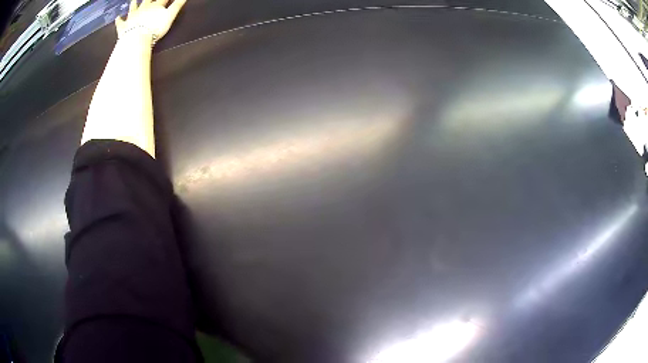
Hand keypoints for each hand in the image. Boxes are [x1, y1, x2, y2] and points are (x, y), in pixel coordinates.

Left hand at [116, 0, 186, 39]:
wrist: (137, 39)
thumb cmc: (155, 28)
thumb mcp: (170, 16)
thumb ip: (177, 5)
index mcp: (155, 6)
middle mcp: (143, 8)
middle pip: (146, 0)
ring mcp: (132, 17)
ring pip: (133, 8)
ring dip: (133, 4)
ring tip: (133, 0)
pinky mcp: (123, 27)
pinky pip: (120, 22)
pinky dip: (119, 20)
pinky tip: (118, 17)